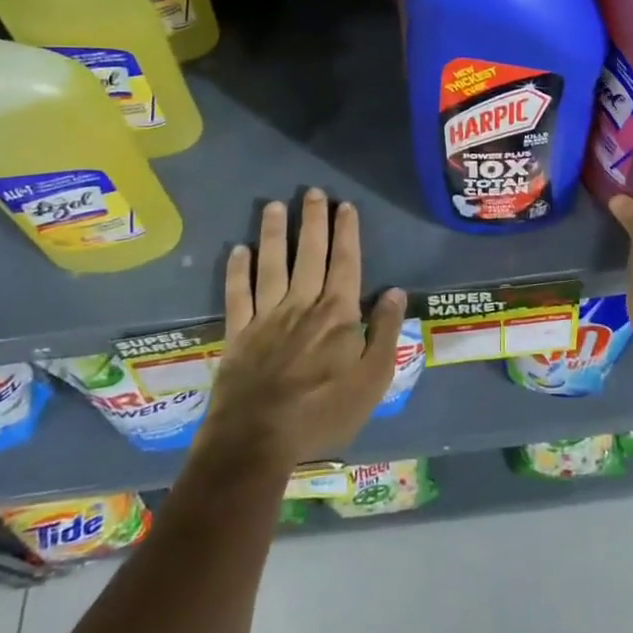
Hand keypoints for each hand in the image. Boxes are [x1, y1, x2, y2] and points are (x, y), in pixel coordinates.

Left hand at [197, 189, 405, 473]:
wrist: (258, 440)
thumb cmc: (323, 413)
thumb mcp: (372, 381)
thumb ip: (385, 333)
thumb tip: (395, 291)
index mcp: (337, 314)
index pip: (345, 262)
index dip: (346, 232)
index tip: (345, 206)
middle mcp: (302, 304)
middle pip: (309, 254)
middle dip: (312, 221)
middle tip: (312, 192)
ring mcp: (266, 317)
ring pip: (271, 265)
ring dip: (273, 234)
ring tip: (274, 206)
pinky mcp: (238, 334)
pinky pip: (237, 295)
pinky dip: (237, 271)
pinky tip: (237, 250)